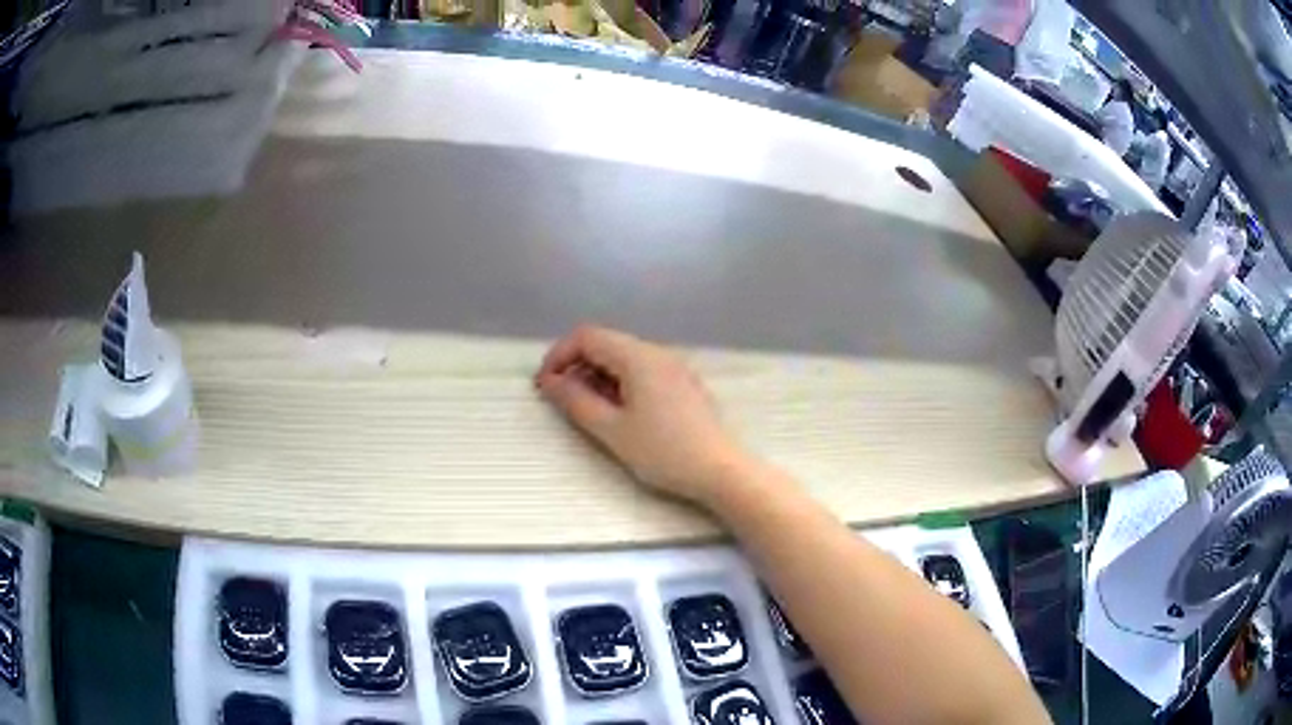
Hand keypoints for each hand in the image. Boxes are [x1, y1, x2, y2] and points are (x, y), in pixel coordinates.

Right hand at [535, 325, 748, 504]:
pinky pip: (642, 371)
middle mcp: (657, 353)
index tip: (545, 386)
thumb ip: (576, 401)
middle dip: (577, 366)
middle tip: (561, 401)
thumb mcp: (612, 430)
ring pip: (624, 358)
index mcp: (638, 357)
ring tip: (588, 411)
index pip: (587, 336)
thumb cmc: (664, 452)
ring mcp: (673, 367)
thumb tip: (550, 382)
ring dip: (598, 376)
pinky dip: (620, 383)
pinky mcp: (683, 384)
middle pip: (606, 344)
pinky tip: (620, 413)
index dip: (559, 355)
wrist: (720, 471)